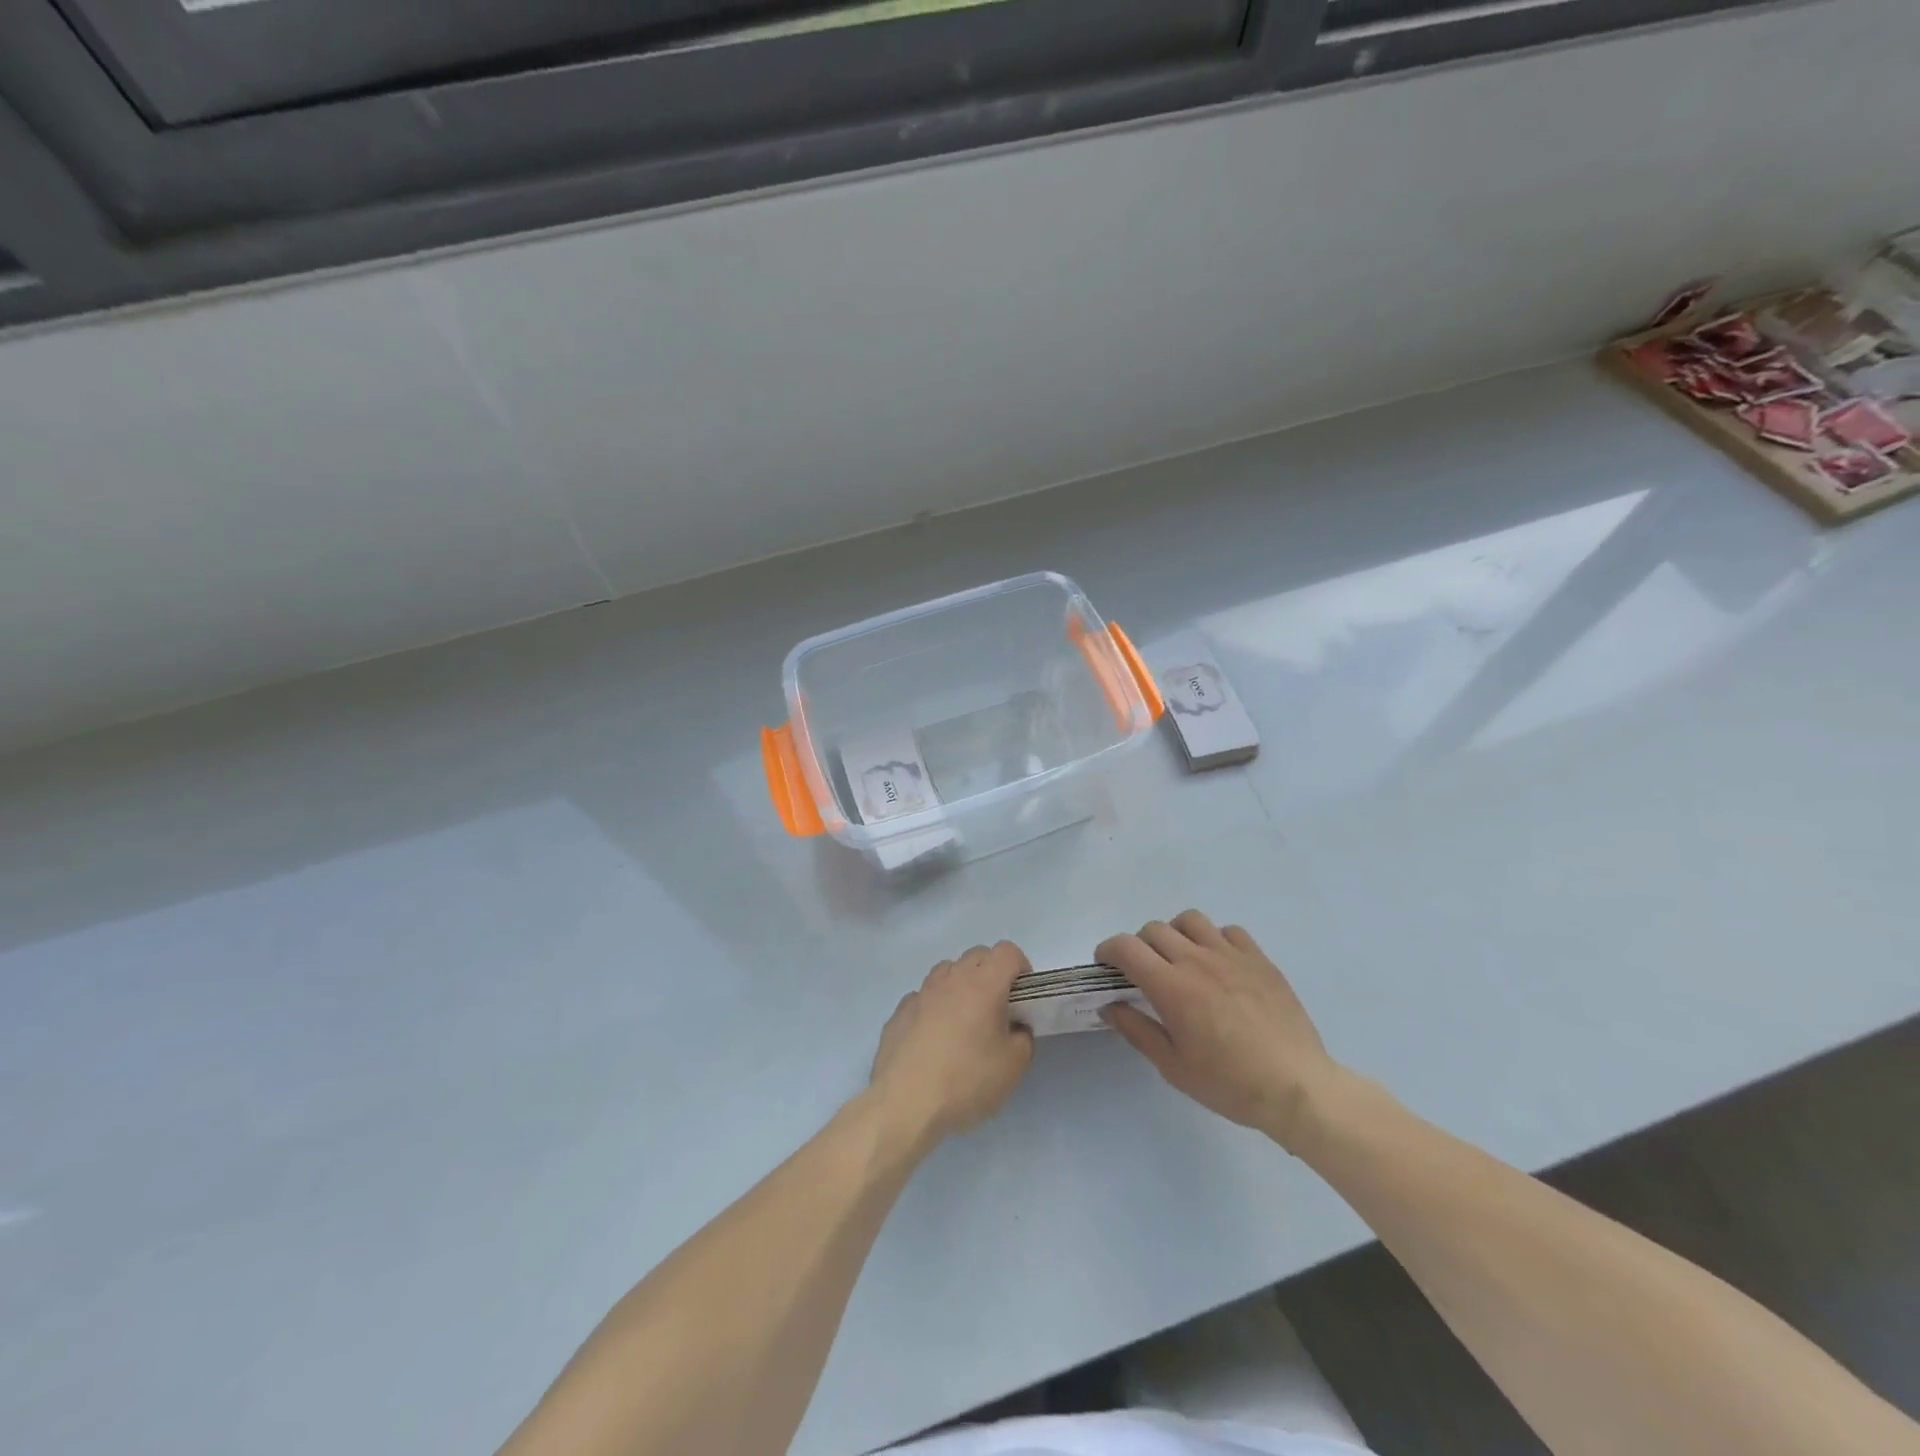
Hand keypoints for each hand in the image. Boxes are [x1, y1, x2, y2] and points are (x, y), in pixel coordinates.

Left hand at [868, 942, 1035, 1148]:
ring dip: (960, 984)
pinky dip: (934, 1006)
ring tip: (964, 1020)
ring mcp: (921, 993)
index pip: (1007, 951)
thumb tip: (1014, 1027)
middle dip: (992, 972)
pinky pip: (923, 996)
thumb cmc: (966, 1081)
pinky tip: (934, 1038)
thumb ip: (1023, 1038)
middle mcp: (951, 979)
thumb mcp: (1013, 1067)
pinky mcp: (899, 1012)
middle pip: (977, 956)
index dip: (1020, 967)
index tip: (1022, 995)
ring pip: (947, 971)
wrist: (905, 1103)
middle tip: (996, 1009)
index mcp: (984, 985)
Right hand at [1098, 910, 1340, 1151]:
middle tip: (1143, 971)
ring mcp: (1231, 956)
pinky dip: (1214, 939)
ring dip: (1175, 933)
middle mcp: (1197, 960)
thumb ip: (1137, 1030)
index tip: (1106, 965)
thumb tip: (1109, 1006)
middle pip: (1154, 929)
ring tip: (1180, 959)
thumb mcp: (1173, 1066)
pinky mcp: (1260, 960)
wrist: (1297, 1087)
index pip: (1126, 947)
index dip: (1108, 950)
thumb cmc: (1229, 1083)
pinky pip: (1229, 931)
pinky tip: (1219, 964)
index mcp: (1171, 987)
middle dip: (1139, 945)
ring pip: (1190, 920)